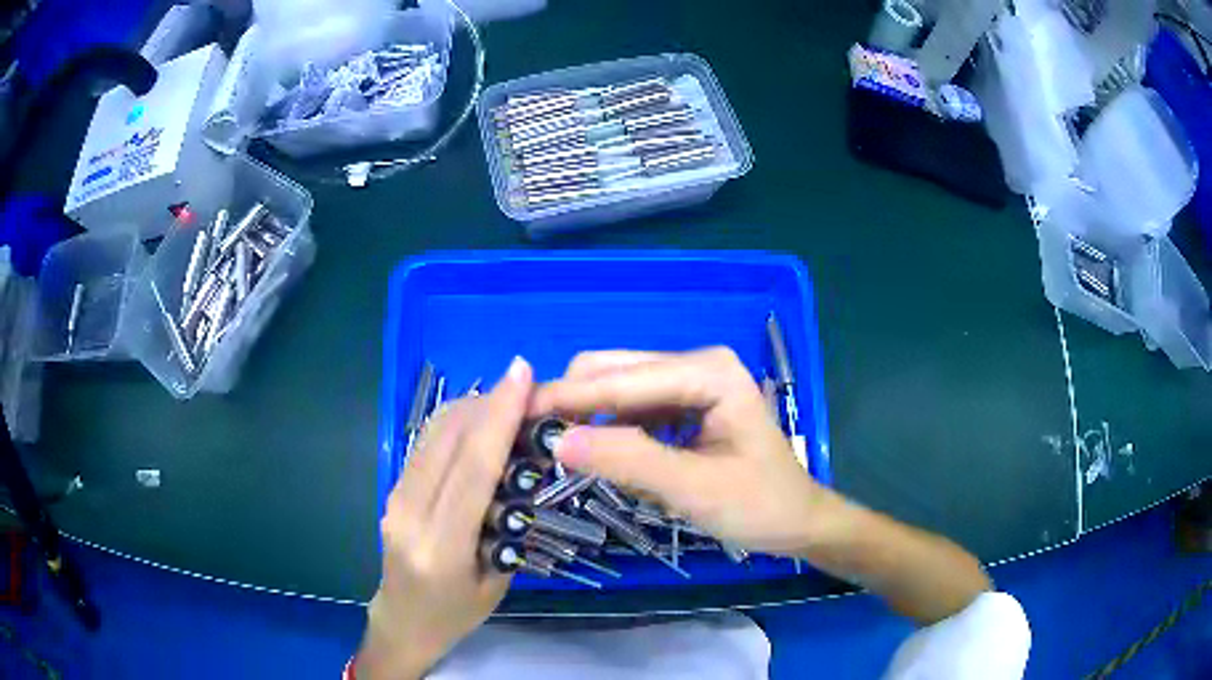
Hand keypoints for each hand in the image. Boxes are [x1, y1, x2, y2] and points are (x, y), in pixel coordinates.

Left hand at [357, 357, 533, 678]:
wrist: (403, 623)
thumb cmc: (457, 614)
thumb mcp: (497, 583)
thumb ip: (506, 525)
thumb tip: (520, 463)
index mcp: (442, 547)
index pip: (472, 470)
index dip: (499, 417)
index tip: (522, 374)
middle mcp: (410, 514)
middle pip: (449, 439)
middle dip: (490, 402)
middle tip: (527, 387)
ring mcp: (394, 499)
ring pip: (433, 434)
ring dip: (472, 408)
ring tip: (508, 401)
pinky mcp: (391, 490)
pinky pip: (425, 445)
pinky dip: (455, 424)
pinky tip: (479, 423)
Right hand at [530, 348, 838, 554]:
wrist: (796, 521)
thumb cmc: (758, 505)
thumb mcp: (693, 489)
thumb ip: (627, 462)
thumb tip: (556, 442)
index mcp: (709, 371)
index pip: (623, 379)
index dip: (567, 397)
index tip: (515, 415)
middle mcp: (697, 363)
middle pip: (614, 371)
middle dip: (572, 403)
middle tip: (532, 439)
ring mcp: (690, 382)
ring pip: (617, 388)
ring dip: (585, 416)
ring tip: (554, 448)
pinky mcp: (683, 405)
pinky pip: (631, 408)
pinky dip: (606, 428)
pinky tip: (594, 452)